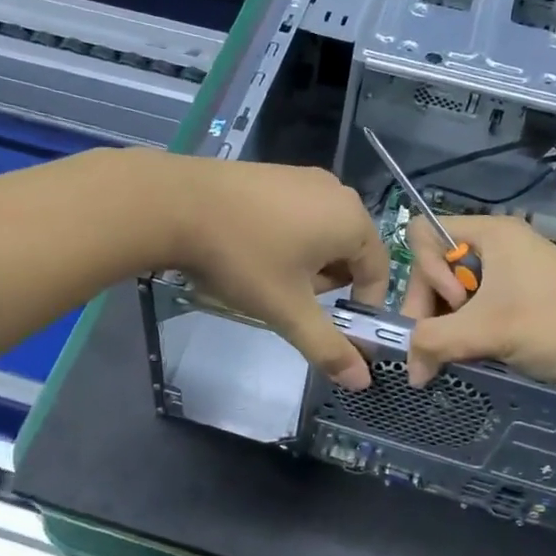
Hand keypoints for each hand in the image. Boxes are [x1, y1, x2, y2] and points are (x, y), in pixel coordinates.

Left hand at [165, 159, 390, 388]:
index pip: (378, 272)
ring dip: (305, 264)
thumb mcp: (287, 309)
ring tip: (267, 277)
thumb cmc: (244, 258)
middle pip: (349, 253)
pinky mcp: (274, 174)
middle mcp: (336, 191)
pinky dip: (286, 240)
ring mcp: (303, 177)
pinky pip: (297, 215)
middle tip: (290, 299)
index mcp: (352, 220)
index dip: (360, 307)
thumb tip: (361, 381)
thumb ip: (328, 347)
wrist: (177, 205)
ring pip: (321, 235)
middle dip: (326, 284)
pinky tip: (251, 250)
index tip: (332, 328)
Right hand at [400, 215, 555, 394]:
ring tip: (455, 359)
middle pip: (434, 270)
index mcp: (490, 234)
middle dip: (430, 309)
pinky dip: (465, 336)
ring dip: (446, 328)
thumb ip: (433, 342)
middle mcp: (495, 249)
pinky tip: (470, 358)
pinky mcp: (517, 306)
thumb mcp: (487, 331)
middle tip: (439, 348)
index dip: (426, 271)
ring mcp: (508, 278)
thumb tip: (410, 371)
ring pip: (452, 297)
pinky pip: (474, 314)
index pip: (424, 235)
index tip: (455, 303)